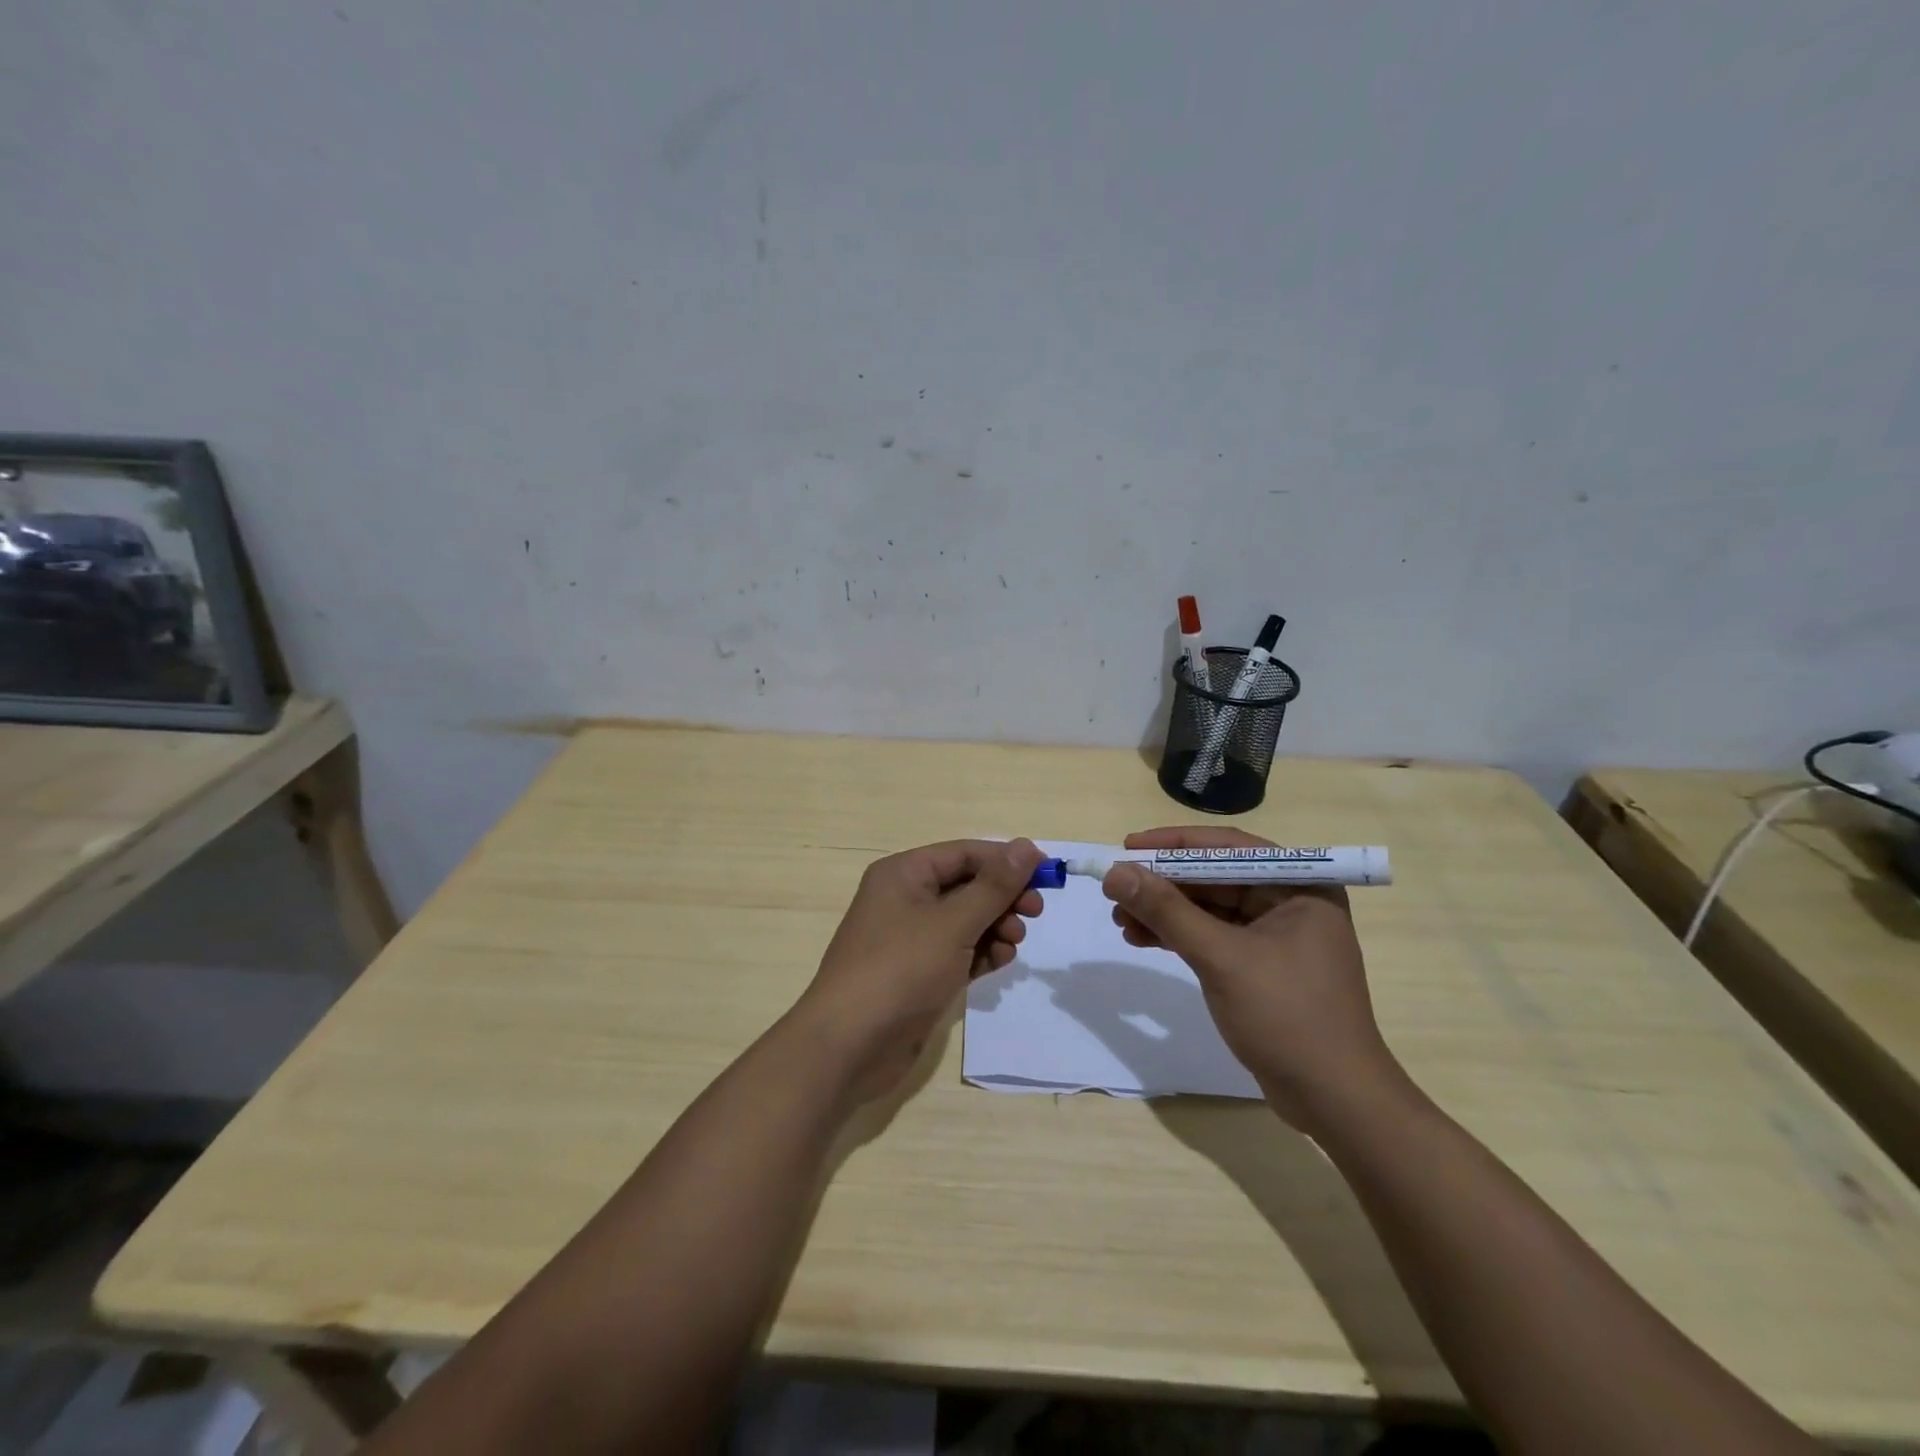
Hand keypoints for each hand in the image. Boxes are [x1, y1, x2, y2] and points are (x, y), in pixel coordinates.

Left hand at [794, 838, 1044, 1102]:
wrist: (849, 1046)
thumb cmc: (900, 970)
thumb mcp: (953, 923)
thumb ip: (994, 886)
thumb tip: (1028, 846)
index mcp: (904, 874)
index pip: (965, 853)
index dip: (1006, 860)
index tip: (1047, 874)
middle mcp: (905, 898)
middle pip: (967, 885)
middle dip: (1002, 897)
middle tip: (1035, 912)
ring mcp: (910, 938)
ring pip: (966, 920)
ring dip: (996, 926)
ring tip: (1013, 943)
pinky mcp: (918, 973)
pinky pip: (959, 951)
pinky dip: (981, 953)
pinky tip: (1000, 962)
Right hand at [1102, 826, 1401, 1130]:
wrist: (1334, 1101)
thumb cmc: (1287, 1016)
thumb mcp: (1221, 958)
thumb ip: (1167, 911)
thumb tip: (1115, 872)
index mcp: (1299, 885)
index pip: (1227, 848)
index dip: (1173, 844)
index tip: (1127, 846)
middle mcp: (1290, 901)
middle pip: (1214, 877)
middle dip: (1162, 884)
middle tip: (1116, 890)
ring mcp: (1276, 935)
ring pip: (1208, 907)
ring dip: (1164, 911)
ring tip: (1119, 920)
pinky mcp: (1260, 965)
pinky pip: (1211, 935)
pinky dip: (1177, 935)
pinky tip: (1141, 939)